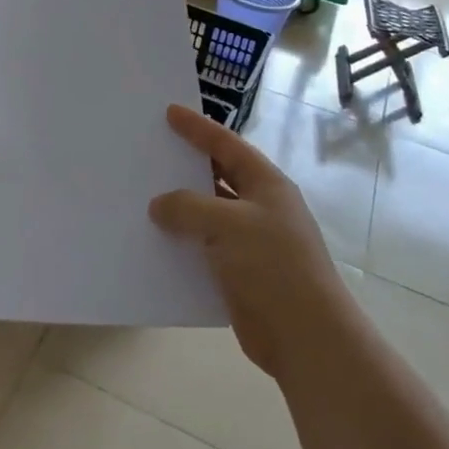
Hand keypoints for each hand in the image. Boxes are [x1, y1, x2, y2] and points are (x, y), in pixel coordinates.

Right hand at [150, 104, 348, 379]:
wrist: (306, 337)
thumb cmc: (273, 266)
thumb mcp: (228, 224)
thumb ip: (188, 207)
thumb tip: (159, 205)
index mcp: (267, 185)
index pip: (227, 146)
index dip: (199, 128)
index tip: (170, 112)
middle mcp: (261, 208)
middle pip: (218, 176)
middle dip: (187, 165)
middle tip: (152, 150)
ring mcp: (252, 242)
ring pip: (208, 214)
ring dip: (180, 208)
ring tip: (143, 195)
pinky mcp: (240, 273)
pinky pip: (204, 247)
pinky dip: (182, 242)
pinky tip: (155, 241)